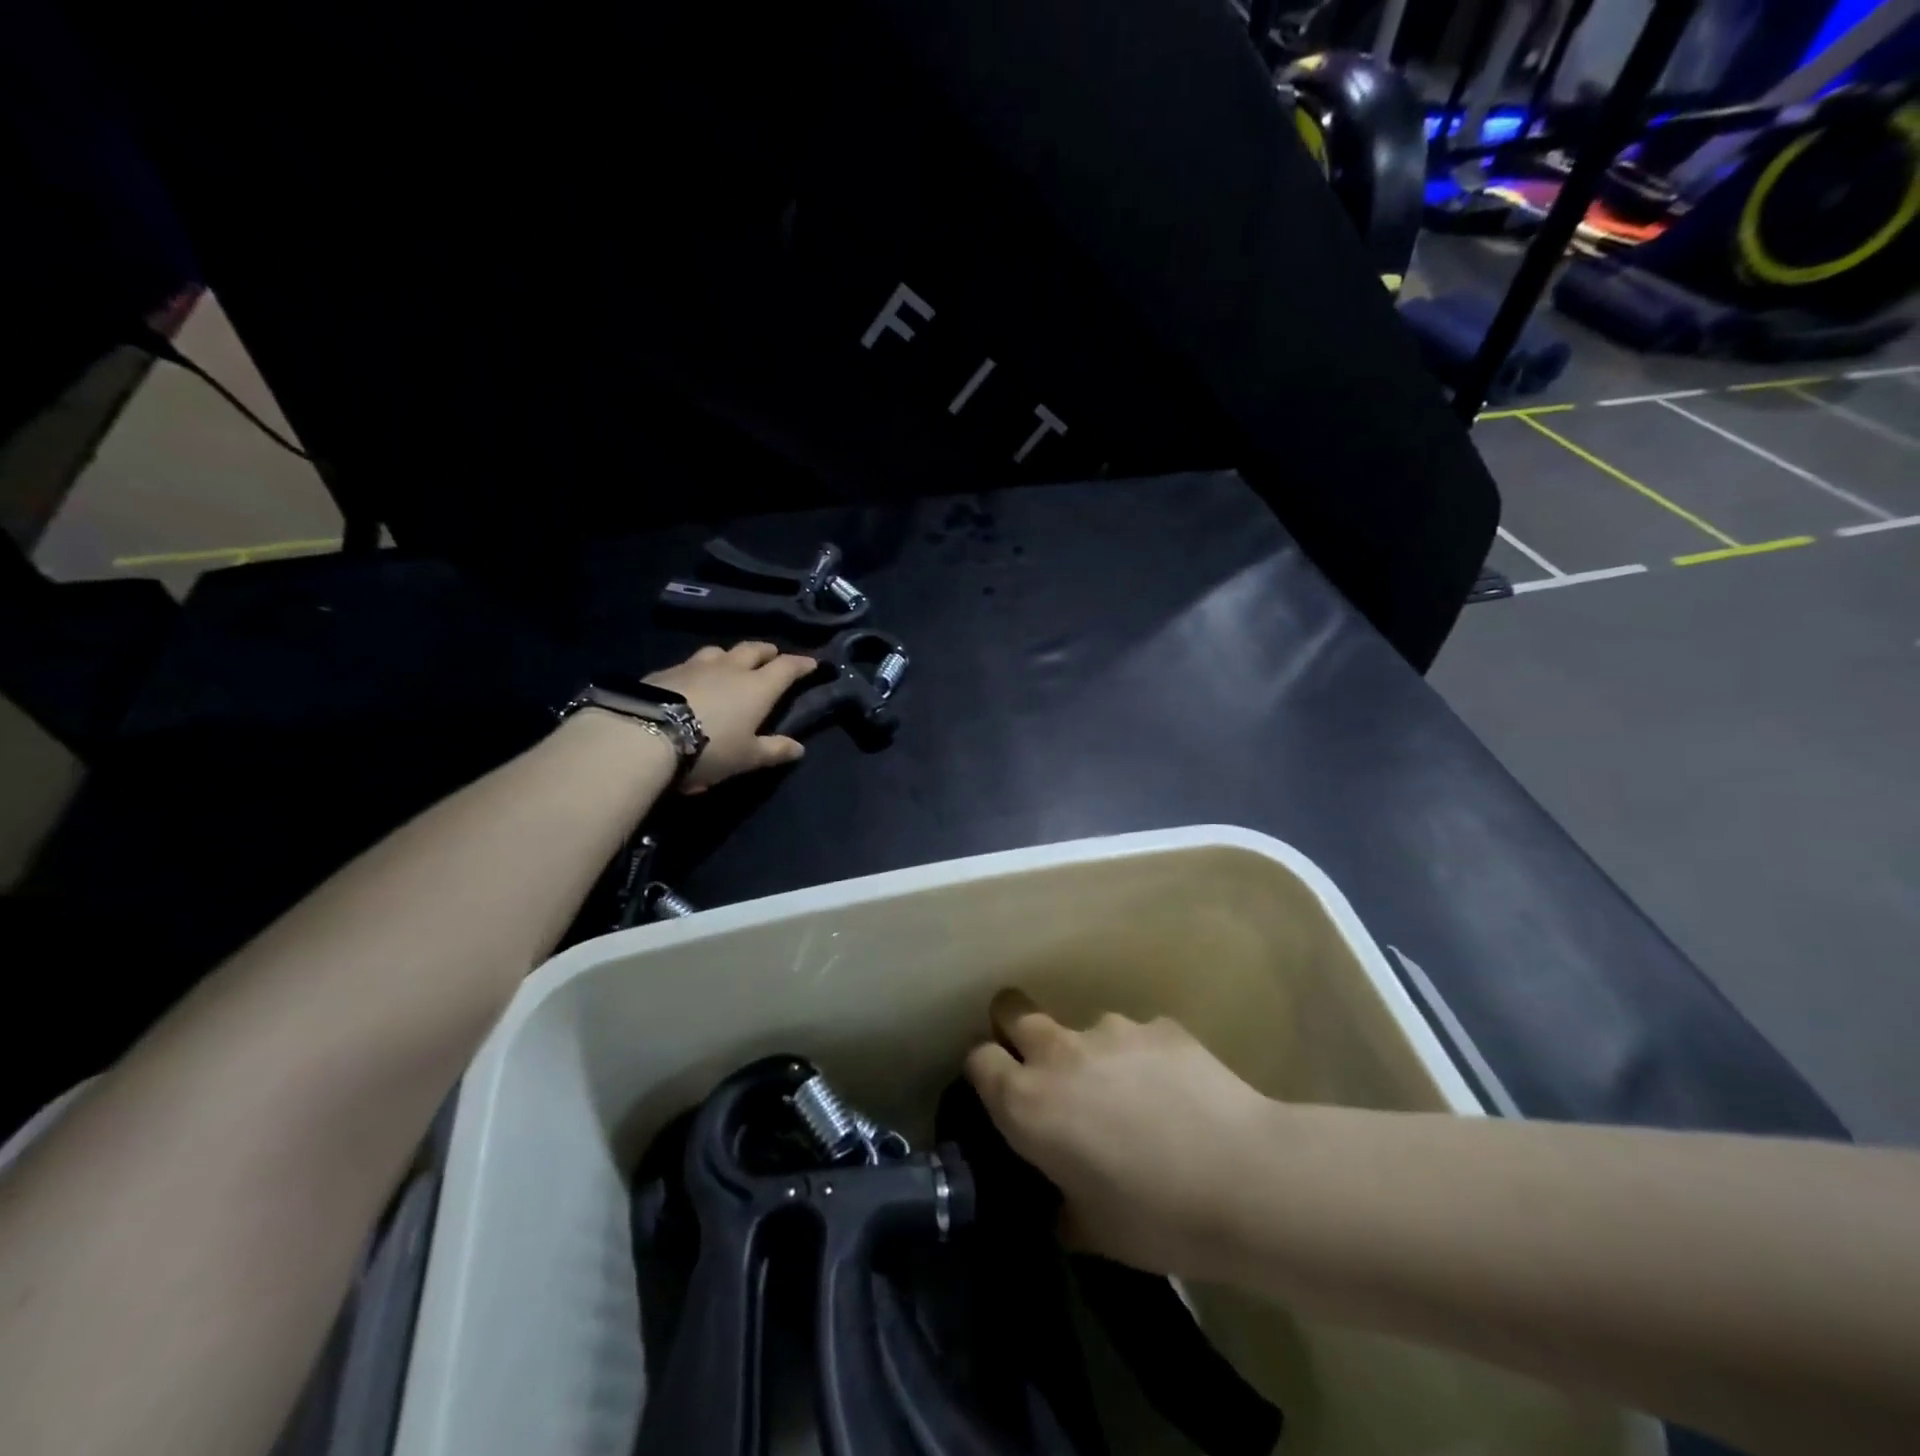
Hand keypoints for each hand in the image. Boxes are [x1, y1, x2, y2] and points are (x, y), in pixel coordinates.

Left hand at [644, 641, 815, 791]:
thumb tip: (799, 748)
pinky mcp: (664, 672)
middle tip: (773, 655)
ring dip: (730, 655)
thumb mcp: (746, 757)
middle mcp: (730, 668)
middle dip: (766, 651)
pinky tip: (692, 680)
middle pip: (753, 650)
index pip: (786, 668)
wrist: (646, 735)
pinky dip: (699, 669)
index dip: (801, 664)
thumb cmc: (710, 748)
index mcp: (757, 687)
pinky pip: (689, 664)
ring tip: (731, 663)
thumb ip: (774, 750)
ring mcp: (695, 666)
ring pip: (718, 651)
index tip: (812, 663)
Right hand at [965, 990, 1272, 1276]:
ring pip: (1084, 1030)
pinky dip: (1146, 1060)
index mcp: (1028, 1103)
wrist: (1246, 1179)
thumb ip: (1061, 1202)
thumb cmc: (1156, 1219)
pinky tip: (1179, 1094)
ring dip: (1095, 1056)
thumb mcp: (1092, 1231)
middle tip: (1044, 1068)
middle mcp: (1059, 1053)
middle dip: (1016, 1029)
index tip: (1002, 1091)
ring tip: (1137, 1100)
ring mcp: (1111, 1030)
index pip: (979, 1060)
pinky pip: (1139, 1038)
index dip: (986, 1072)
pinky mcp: (1159, 1025)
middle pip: (1013, 1011)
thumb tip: (1062, 1196)